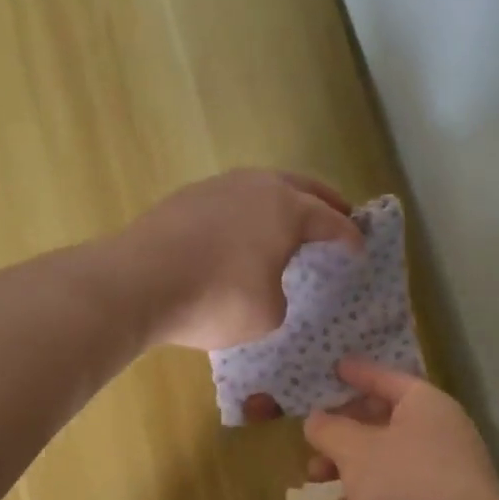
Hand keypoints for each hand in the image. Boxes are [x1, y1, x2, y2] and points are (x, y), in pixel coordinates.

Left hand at [121, 170, 361, 350]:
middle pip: (299, 186)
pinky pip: (227, 201)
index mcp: (286, 209)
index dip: (348, 235)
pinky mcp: (182, 199)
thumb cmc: (216, 299)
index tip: (359, 247)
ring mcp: (215, 188)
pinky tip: (237, 230)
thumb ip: (277, 293)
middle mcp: (254, 187)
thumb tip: (262, 282)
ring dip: (278, 200)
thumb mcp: (266, 313)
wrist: (139, 282)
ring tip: (286, 218)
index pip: (329, 220)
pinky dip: (243, 212)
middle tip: (339, 211)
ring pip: (259, 187)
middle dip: (322, 200)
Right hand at [304, 358, 498, 499]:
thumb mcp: (356, 453)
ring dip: (349, 465)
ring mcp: (444, 471)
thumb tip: (316, 420)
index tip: (331, 367)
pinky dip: (369, 494)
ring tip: (315, 478)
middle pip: (383, 418)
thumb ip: (330, 430)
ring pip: (386, 457)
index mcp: (426, 405)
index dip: (356, 372)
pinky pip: (398, 489)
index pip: (385, 377)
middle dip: (343, 429)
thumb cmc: (408, 490)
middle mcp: (440, 431)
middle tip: (311, 435)